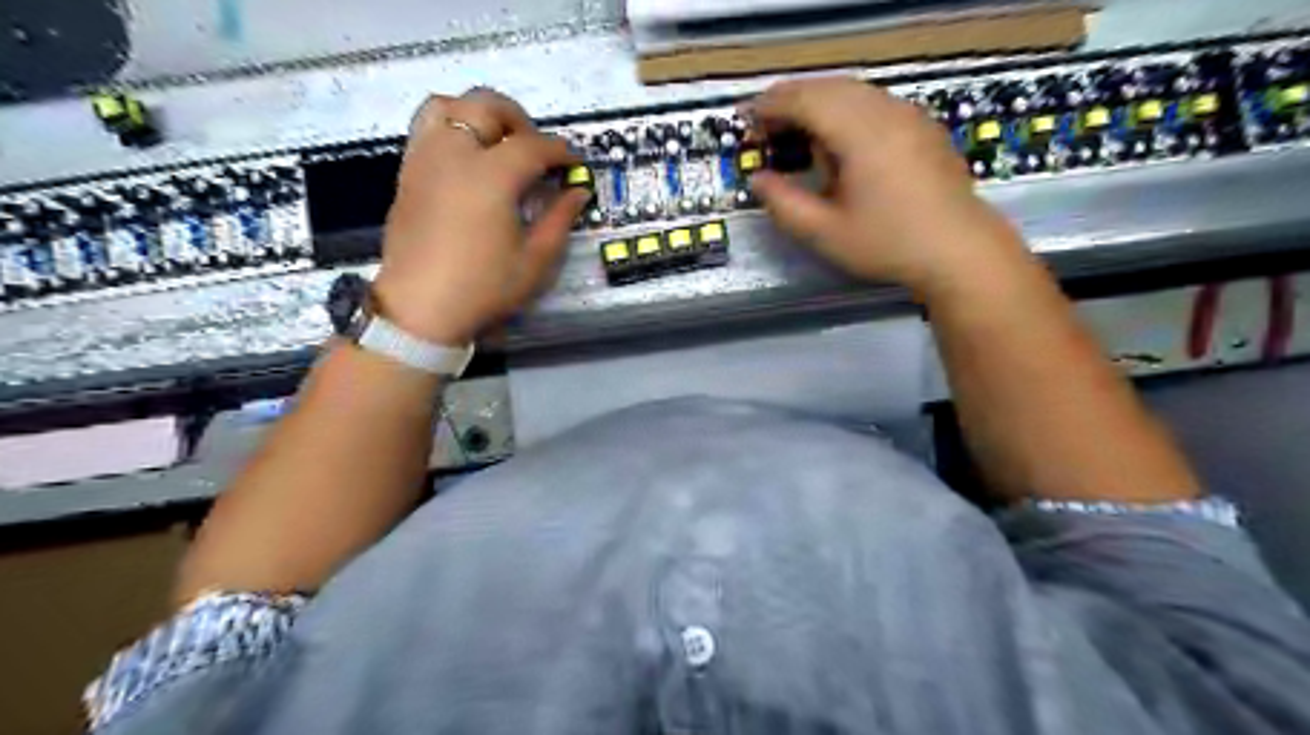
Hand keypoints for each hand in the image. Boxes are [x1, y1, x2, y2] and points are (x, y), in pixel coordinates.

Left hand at [372, 85, 588, 343]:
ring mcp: (425, 159)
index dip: (560, 151)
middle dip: (520, 120)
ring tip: (498, 143)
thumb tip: (578, 191)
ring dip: (479, 114)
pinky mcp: (408, 172)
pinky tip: (468, 159)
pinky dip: (452, 127)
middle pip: (487, 106)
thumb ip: (560, 219)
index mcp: (490, 176)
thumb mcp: (535, 260)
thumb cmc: (483, 287)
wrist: (420, 308)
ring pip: (449, 105)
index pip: (533, 145)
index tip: (574, 164)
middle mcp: (454, 154)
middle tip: (536, 150)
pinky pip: (427, 127)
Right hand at [747, 78, 1032, 298]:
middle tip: (765, 126)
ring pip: (853, 91)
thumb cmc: (888, 244)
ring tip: (796, 132)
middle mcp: (885, 111)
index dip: (771, 106)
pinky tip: (839, 139)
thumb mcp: (825, 233)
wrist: (959, 251)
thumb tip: (758, 179)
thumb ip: (784, 204)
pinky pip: (874, 102)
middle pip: (829, 87)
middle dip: (792, 100)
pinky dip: (845, 109)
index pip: (806, 100)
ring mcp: (909, 115)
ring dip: (819, 103)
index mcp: (860, 133)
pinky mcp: (922, 127)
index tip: (746, 121)